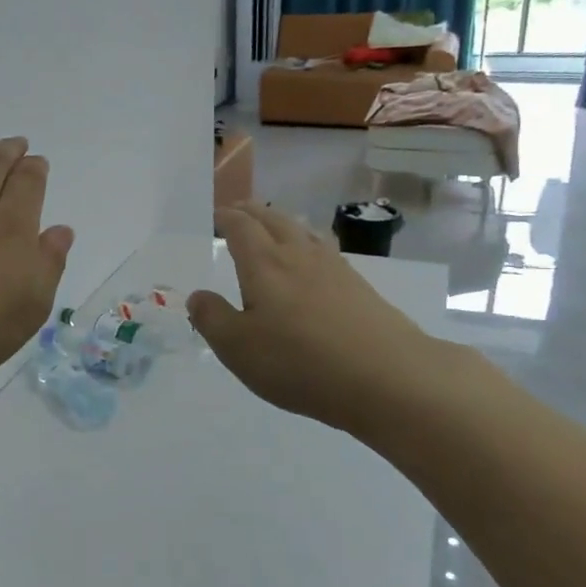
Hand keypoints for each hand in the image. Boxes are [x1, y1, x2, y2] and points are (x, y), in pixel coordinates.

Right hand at [187, 201, 446, 434]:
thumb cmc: (300, 362)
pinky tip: (313, 257)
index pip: (240, 227)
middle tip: (238, 209)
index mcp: (264, 264)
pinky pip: (324, 249)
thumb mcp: (238, 348)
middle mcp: (298, 255)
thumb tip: (197, 296)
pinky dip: (308, 241)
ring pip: (302, 230)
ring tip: (273, 224)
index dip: (225, 217)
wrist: (388, 377)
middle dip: (252, 211)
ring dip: (282, 221)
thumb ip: (212, 318)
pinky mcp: (359, 286)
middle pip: (273, 220)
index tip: (215, 214)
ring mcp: (333, 268)